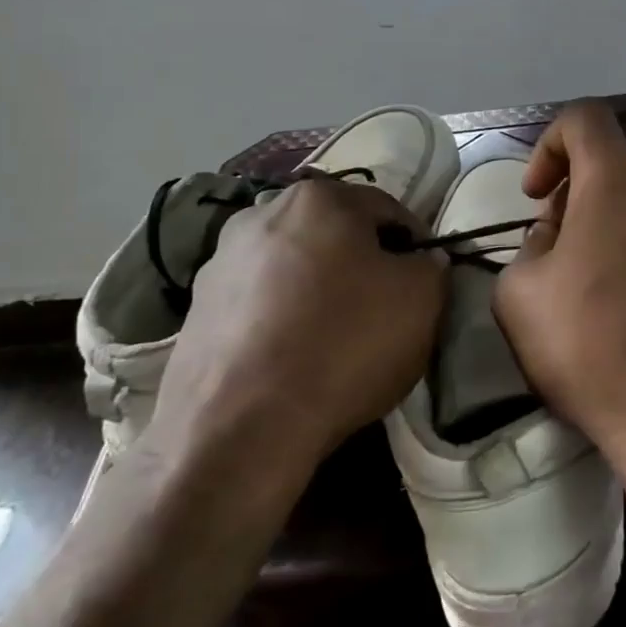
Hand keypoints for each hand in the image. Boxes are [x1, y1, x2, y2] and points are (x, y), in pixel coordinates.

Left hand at [144, 175, 446, 509]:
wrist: (240, 428)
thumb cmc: (344, 344)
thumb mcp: (422, 299)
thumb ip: (431, 265)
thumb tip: (421, 261)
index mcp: (320, 197)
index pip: (389, 211)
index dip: (414, 247)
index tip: (422, 286)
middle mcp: (262, 213)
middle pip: (335, 234)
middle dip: (360, 264)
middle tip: (381, 310)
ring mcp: (220, 261)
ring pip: (293, 266)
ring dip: (316, 289)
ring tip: (333, 339)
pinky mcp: (194, 309)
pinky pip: (258, 302)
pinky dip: (280, 318)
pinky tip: (293, 358)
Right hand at [492, 102, 625, 478]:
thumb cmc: (593, 348)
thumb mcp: (521, 295)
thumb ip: (530, 244)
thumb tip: (557, 233)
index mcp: (618, 177)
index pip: (584, 119)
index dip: (550, 145)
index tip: (538, 195)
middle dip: (588, 184)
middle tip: (571, 238)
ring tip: (618, 257)